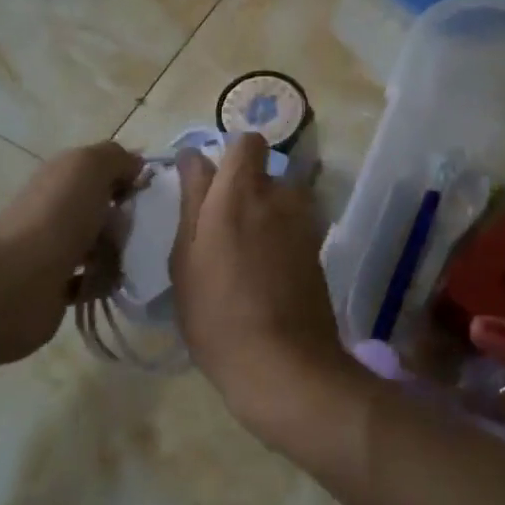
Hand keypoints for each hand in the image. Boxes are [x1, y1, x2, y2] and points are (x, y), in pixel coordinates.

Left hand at [0, 141, 142, 364]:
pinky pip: (92, 281)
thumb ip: (115, 157)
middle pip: (105, 209)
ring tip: (140, 260)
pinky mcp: (56, 287)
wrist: (16, 281)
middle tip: (152, 231)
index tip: (156, 194)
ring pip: (101, 245)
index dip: (132, 178)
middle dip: (131, 218)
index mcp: (63, 177)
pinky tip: (120, 283)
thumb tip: (135, 166)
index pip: (105, 171)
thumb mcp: (89, 166)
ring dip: (122, 252)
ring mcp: (55, 249)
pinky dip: (107, 282)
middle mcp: (58, 209)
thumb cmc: (57, 216)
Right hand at [171, 134, 361, 445]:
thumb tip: (194, 159)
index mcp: (239, 192)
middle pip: (266, 168)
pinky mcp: (318, 250)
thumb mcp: (186, 258)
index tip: (208, 179)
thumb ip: (192, 201)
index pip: (246, 141)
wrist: (282, 363)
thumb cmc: (216, 313)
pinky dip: (281, 234)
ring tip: (247, 246)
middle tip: (222, 220)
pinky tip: (267, 267)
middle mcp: (278, 197)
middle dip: (246, 182)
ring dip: (267, 207)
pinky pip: (296, 224)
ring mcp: (304, 223)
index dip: (228, 153)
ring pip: (284, 196)